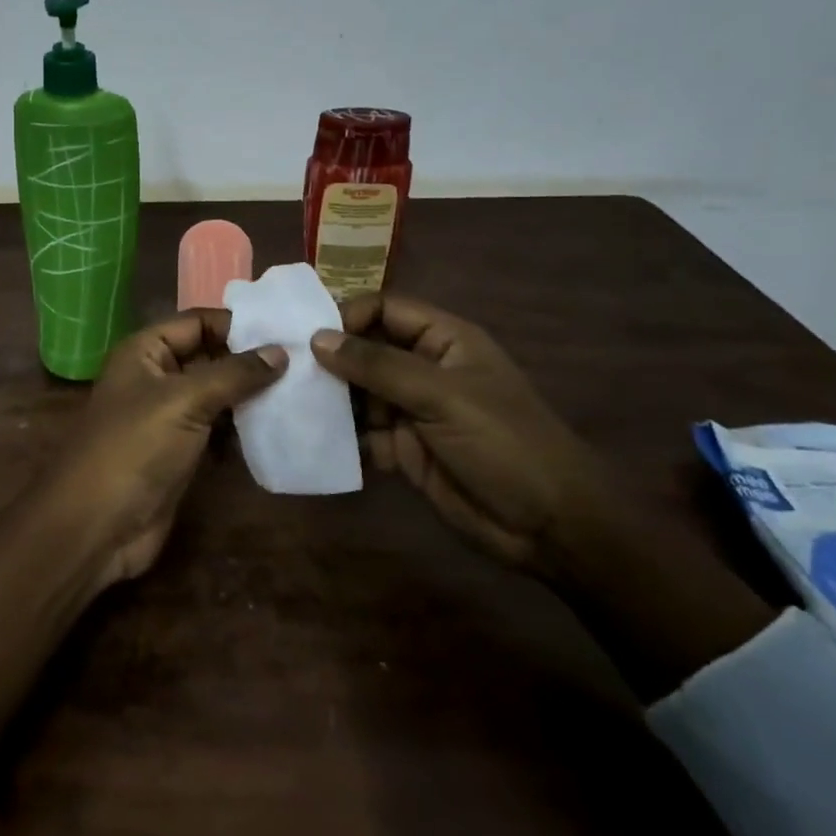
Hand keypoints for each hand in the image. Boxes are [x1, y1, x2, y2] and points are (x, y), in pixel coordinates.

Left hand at [44, 309, 286, 587]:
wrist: (96, 526)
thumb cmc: (135, 448)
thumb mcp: (184, 401)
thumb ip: (234, 374)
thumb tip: (280, 351)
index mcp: (145, 351)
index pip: (197, 323)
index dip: (237, 325)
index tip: (286, 331)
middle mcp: (155, 377)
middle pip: (209, 356)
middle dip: (250, 360)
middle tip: (305, 361)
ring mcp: (167, 417)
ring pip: (216, 394)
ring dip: (251, 395)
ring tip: (302, 390)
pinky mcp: (180, 452)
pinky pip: (217, 429)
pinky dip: (243, 428)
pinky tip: (278, 426)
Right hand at [310, 295, 608, 577]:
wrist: (549, 526)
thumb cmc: (504, 443)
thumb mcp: (443, 396)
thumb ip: (379, 366)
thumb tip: (318, 338)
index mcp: (444, 340)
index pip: (386, 309)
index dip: (349, 315)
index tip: (309, 336)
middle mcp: (424, 369)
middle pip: (367, 350)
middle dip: (331, 359)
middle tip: (286, 370)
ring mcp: (413, 411)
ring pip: (360, 393)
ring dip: (331, 398)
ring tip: (291, 403)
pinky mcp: (405, 449)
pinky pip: (363, 434)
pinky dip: (340, 436)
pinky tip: (312, 439)